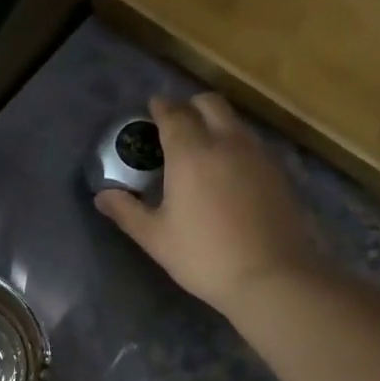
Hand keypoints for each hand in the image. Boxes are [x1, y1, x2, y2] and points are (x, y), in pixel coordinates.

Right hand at [96, 93, 323, 316]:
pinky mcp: (278, 172)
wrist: (271, 276)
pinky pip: (251, 142)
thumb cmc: (204, 256)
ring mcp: (257, 155)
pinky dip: (234, 142)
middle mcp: (226, 142)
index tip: (151, 108)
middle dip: (189, 106)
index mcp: (191, 153)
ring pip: (234, 121)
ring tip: (200, 145)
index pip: (173, 114)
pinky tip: (227, 169)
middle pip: (209, 104)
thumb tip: (101, 195)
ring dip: (214, 122)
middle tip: (175, 123)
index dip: (160, 108)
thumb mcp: (155, 237)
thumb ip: (126, 211)